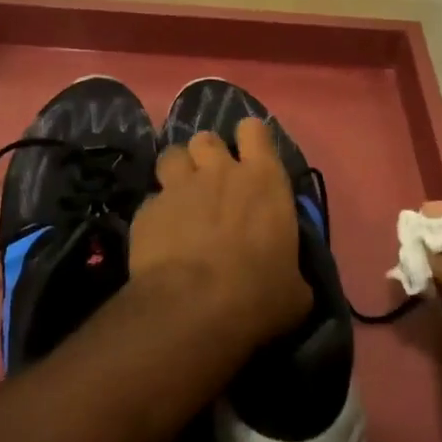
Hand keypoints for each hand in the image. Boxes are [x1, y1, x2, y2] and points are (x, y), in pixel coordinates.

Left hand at [128, 118, 311, 351]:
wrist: (193, 310)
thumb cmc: (257, 295)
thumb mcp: (294, 288)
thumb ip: (291, 267)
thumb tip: (289, 278)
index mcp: (264, 180)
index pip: (254, 130)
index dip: (249, 139)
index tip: (249, 158)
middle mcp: (220, 171)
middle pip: (207, 138)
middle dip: (207, 154)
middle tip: (211, 180)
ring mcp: (179, 187)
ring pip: (173, 155)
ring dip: (178, 170)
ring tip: (181, 196)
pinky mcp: (147, 211)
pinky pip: (151, 201)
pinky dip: (156, 214)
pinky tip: (159, 237)